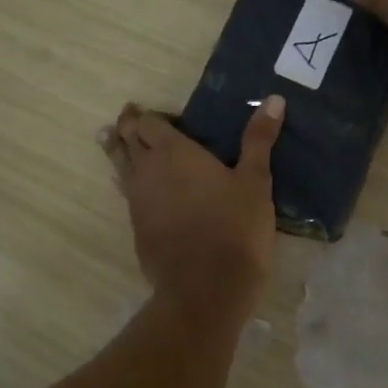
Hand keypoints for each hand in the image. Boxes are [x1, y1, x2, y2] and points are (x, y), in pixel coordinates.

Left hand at [100, 95, 285, 322]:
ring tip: (114, 139)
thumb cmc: (235, 228)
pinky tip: (136, 186)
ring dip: (117, 150)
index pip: (148, 122)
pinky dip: (127, 182)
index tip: (155, 113)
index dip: (148, 115)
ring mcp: (137, 201)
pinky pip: (126, 195)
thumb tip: (274, 99)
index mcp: (173, 152)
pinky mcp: (136, 228)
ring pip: (118, 166)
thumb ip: (259, 139)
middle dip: (127, 127)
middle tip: (130, 118)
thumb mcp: (256, 181)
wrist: (206, 289)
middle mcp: (147, 170)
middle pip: (126, 139)